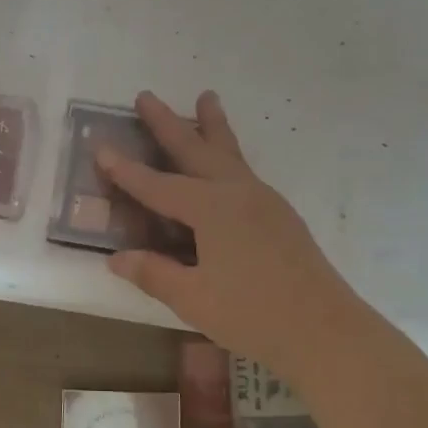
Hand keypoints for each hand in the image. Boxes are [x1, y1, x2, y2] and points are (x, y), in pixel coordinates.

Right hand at [97, 91, 356, 372]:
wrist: (326, 331)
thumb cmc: (253, 314)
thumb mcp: (193, 298)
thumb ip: (153, 273)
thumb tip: (117, 258)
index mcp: (212, 208)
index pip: (158, 185)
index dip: (126, 170)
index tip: (101, 148)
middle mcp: (238, 193)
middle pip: (197, 150)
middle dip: (169, 123)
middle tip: (146, 95)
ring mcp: (265, 202)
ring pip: (230, 154)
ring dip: (211, 126)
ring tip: (205, 98)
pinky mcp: (280, 216)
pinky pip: (244, 172)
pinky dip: (227, 156)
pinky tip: (225, 165)